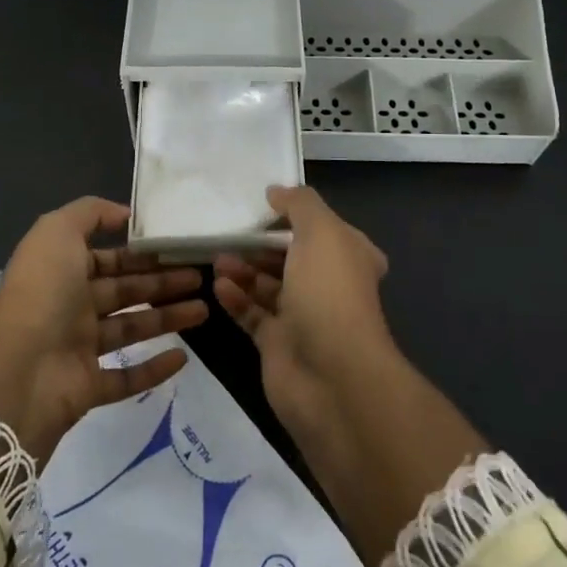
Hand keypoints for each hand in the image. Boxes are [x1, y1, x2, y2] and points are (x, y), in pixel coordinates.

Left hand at [0, 198, 206, 462]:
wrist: (16, 371)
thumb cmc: (42, 292)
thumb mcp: (57, 232)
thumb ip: (90, 213)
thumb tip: (125, 215)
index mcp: (62, 271)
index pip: (109, 258)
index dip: (142, 254)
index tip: (178, 249)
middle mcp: (71, 307)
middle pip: (125, 291)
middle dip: (163, 282)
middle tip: (202, 277)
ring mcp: (79, 349)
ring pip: (131, 328)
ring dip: (168, 318)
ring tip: (205, 309)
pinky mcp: (88, 388)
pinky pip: (126, 377)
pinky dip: (154, 369)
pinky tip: (183, 357)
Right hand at [213, 185, 394, 441]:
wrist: (331, 375)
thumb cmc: (329, 292)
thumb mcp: (321, 231)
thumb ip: (299, 204)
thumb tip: (276, 191)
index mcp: (349, 257)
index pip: (325, 229)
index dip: (298, 217)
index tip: (264, 206)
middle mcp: (329, 286)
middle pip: (291, 258)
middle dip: (261, 245)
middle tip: (229, 233)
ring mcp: (304, 317)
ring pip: (268, 286)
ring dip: (243, 270)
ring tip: (217, 258)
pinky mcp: (278, 344)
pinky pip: (253, 315)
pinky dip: (236, 299)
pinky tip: (218, 286)